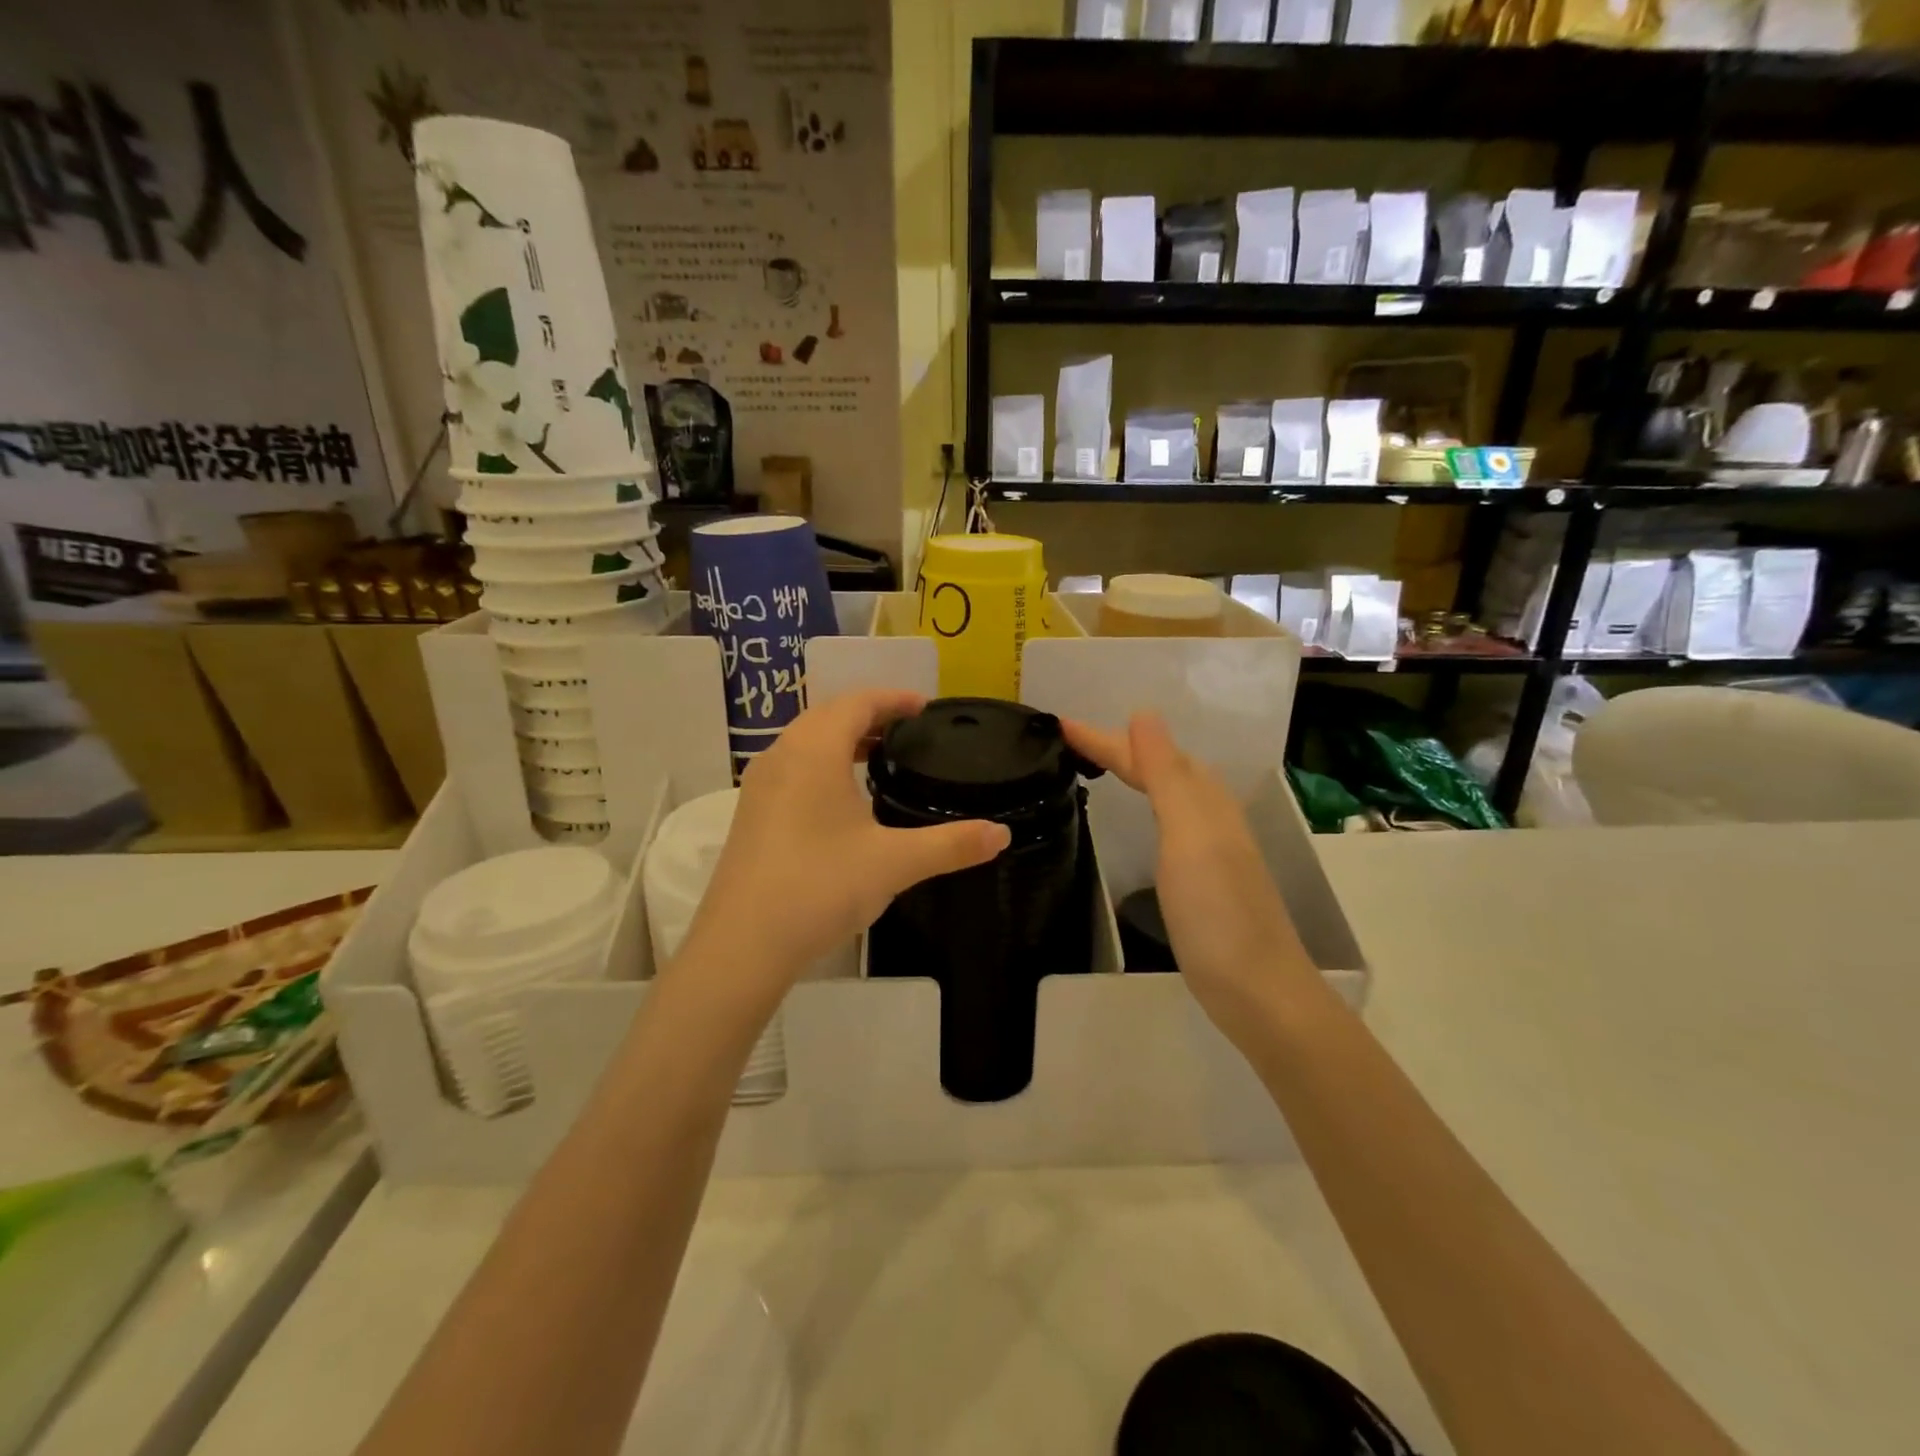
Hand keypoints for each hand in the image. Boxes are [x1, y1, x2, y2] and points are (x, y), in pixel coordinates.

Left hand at [676, 690, 1010, 1006]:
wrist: (743, 944)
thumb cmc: (820, 887)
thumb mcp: (895, 863)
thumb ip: (951, 844)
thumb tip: (1002, 834)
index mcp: (814, 750)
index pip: (857, 702)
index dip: (893, 698)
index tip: (926, 708)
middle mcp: (782, 755)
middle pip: (829, 715)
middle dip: (870, 715)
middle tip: (909, 731)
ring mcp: (760, 785)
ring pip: (806, 742)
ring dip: (842, 739)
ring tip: (879, 758)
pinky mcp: (750, 814)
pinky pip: (792, 768)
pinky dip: (822, 764)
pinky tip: (842, 801)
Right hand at [1063, 713, 1311, 1034]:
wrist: (1257, 989)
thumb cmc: (1217, 911)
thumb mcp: (1188, 834)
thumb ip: (1166, 775)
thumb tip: (1144, 714)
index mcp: (1204, 801)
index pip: (1147, 755)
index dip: (1106, 739)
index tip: (1062, 724)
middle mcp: (1210, 817)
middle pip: (1160, 768)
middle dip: (1119, 748)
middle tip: (1073, 740)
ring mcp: (1209, 849)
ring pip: (1167, 793)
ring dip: (1135, 772)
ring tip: (1102, 765)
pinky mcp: (1203, 879)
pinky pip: (1169, 821)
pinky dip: (1148, 805)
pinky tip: (1143, 817)